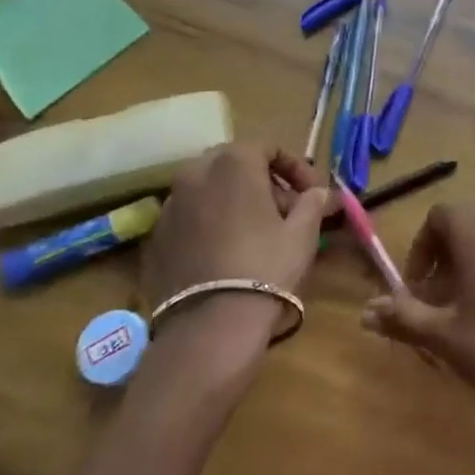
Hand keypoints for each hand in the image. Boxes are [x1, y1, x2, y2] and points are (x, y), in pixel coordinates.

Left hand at [139, 145, 328, 312]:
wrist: (210, 326)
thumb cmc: (266, 267)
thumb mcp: (303, 232)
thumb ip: (312, 202)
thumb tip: (319, 192)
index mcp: (233, 163)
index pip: (268, 148)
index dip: (295, 168)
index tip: (312, 192)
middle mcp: (195, 174)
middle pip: (235, 165)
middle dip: (263, 181)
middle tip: (286, 210)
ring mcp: (170, 206)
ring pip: (209, 190)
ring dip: (235, 201)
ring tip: (257, 232)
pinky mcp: (156, 238)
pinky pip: (191, 218)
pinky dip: (211, 223)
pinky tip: (227, 252)